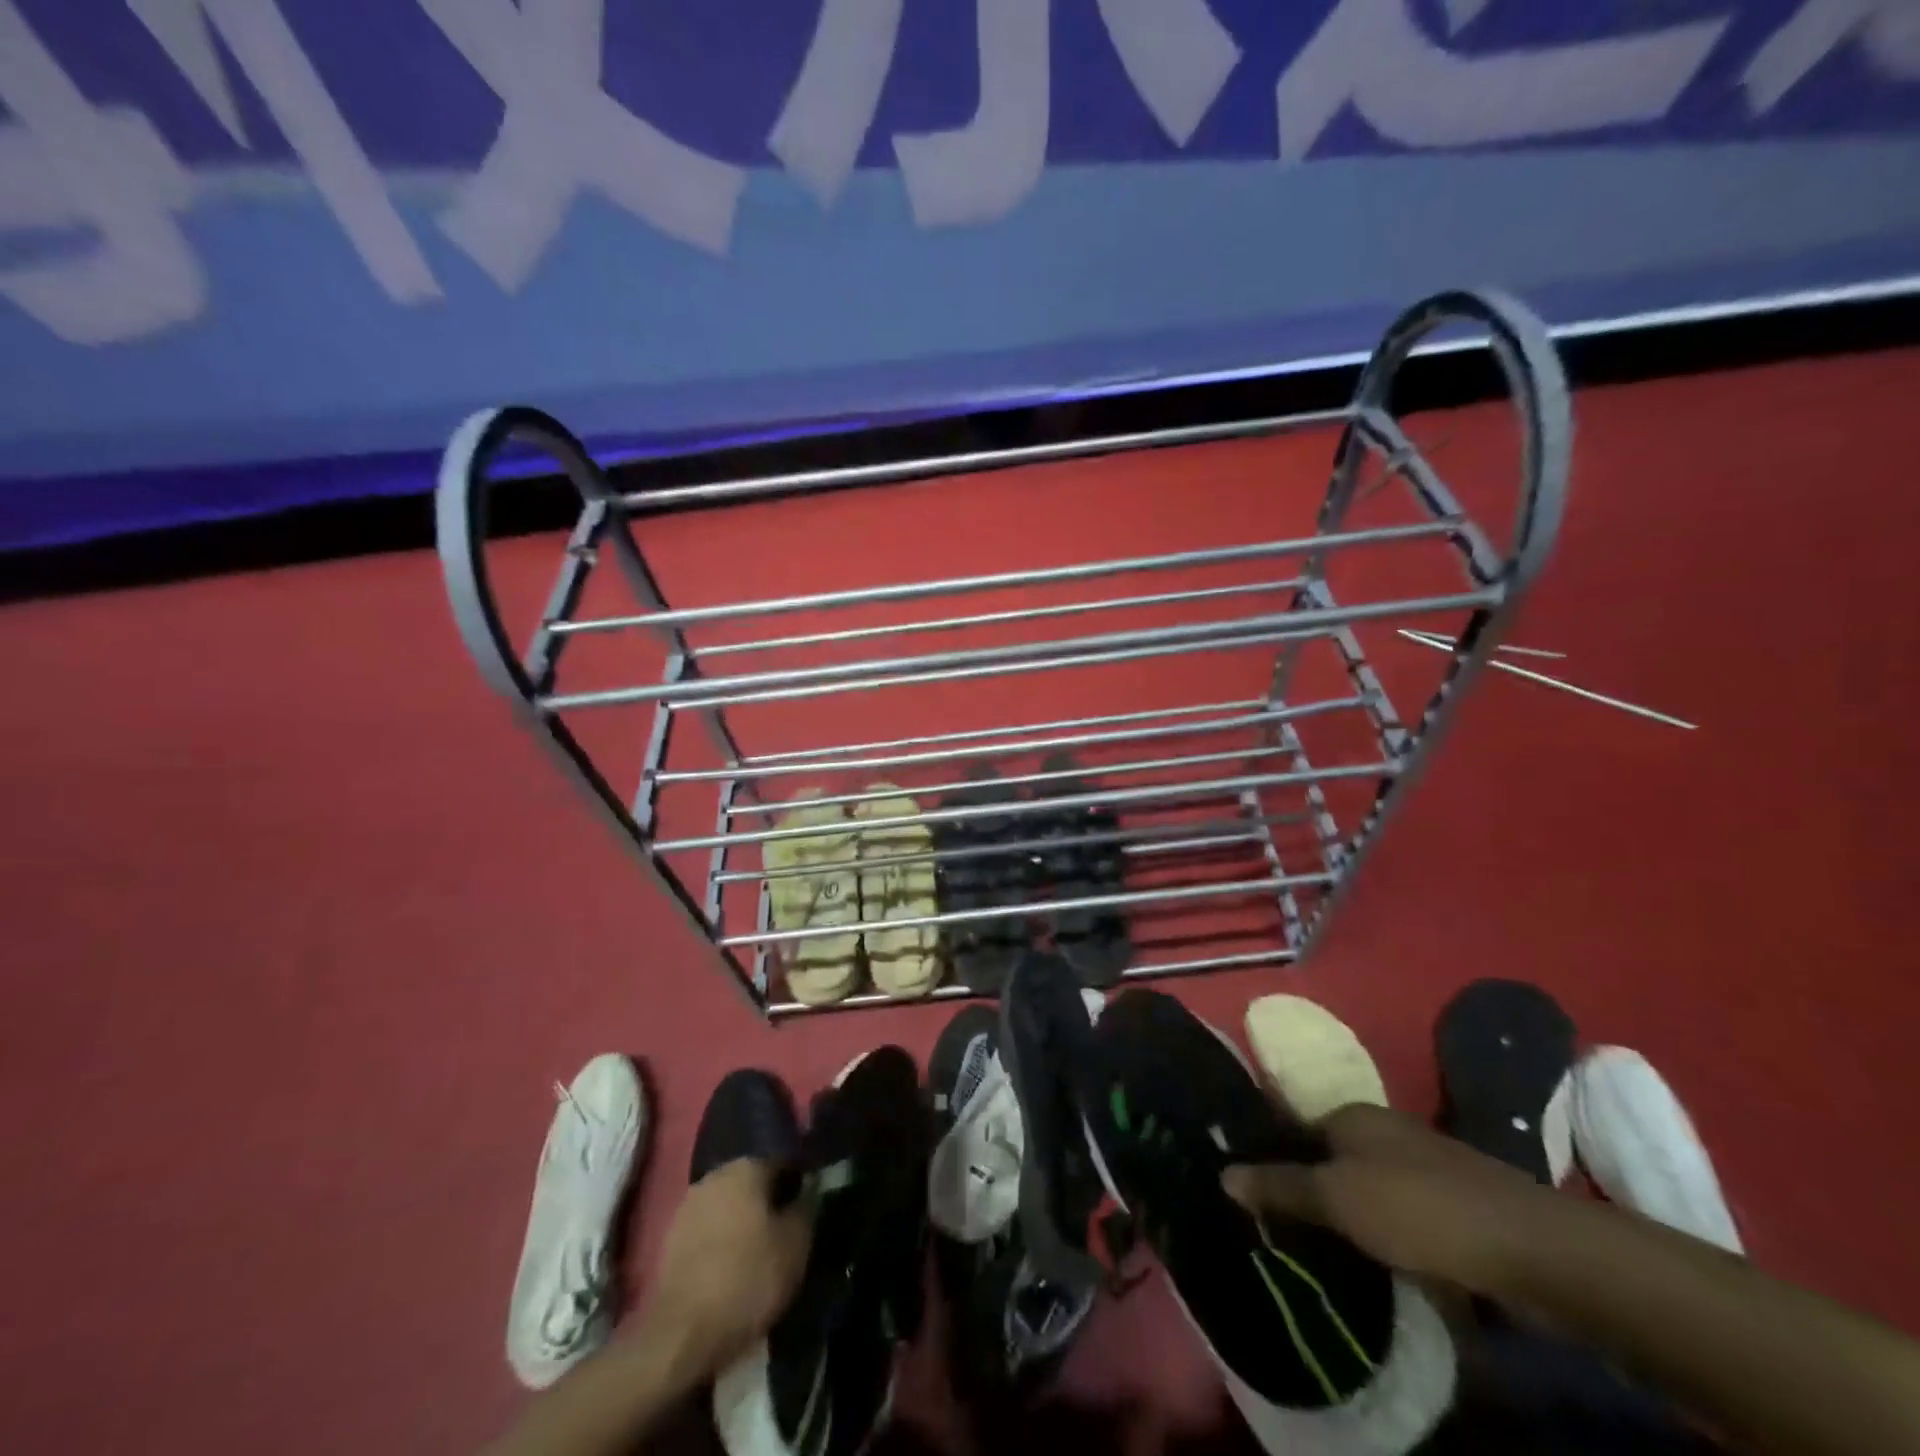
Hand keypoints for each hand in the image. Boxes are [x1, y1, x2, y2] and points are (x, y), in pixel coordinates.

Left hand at [639, 1159, 812, 1379]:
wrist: (682, 1335)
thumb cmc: (749, 1279)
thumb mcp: (796, 1244)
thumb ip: (807, 1205)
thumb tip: (811, 1186)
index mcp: (747, 1167)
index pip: (784, 1163)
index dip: (800, 1185)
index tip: (810, 1210)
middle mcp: (716, 1175)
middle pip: (753, 1181)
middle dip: (769, 1201)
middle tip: (786, 1232)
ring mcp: (689, 1205)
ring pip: (729, 1204)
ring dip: (744, 1220)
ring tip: (759, 1252)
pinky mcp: (671, 1237)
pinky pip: (708, 1228)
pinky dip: (722, 1239)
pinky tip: (731, 1265)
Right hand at [1222, 1104, 1554, 1295]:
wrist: (1535, 1249)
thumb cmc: (1420, 1210)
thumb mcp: (1338, 1199)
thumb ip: (1280, 1186)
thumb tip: (1223, 1173)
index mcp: (1351, 1114)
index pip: (1292, 1126)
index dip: (1268, 1156)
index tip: (1247, 1192)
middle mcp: (1383, 1129)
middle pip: (1328, 1155)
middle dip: (1305, 1187)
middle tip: (1277, 1228)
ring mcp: (1423, 1163)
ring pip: (1364, 1184)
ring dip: (1345, 1213)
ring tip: (1318, 1250)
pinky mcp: (1454, 1201)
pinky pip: (1398, 1210)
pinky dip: (1381, 1229)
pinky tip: (1374, 1259)